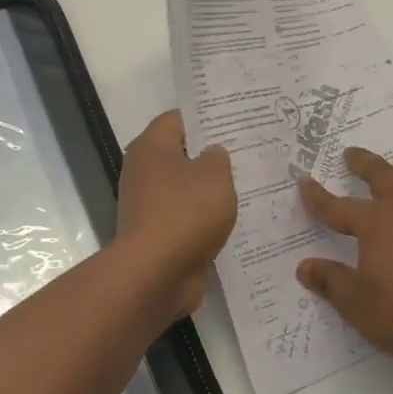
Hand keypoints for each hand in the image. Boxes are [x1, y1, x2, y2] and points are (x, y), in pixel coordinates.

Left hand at [115, 110, 236, 315]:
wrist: (155, 275)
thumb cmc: (184, 213)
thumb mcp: (214, 176)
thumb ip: (218, 157)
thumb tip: (212, 154)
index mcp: (151, 147)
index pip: (178, 119)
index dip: (206, 118)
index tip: (236, 121)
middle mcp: (144, 171)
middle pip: (181, 154)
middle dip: (212, 155)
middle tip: (248, 153)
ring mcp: (148, 205)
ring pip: (186, 189)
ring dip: (211, 191)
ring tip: (249, 186)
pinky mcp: (158, 235)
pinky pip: (186, 218)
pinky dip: (205, 220)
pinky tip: (235, 220)